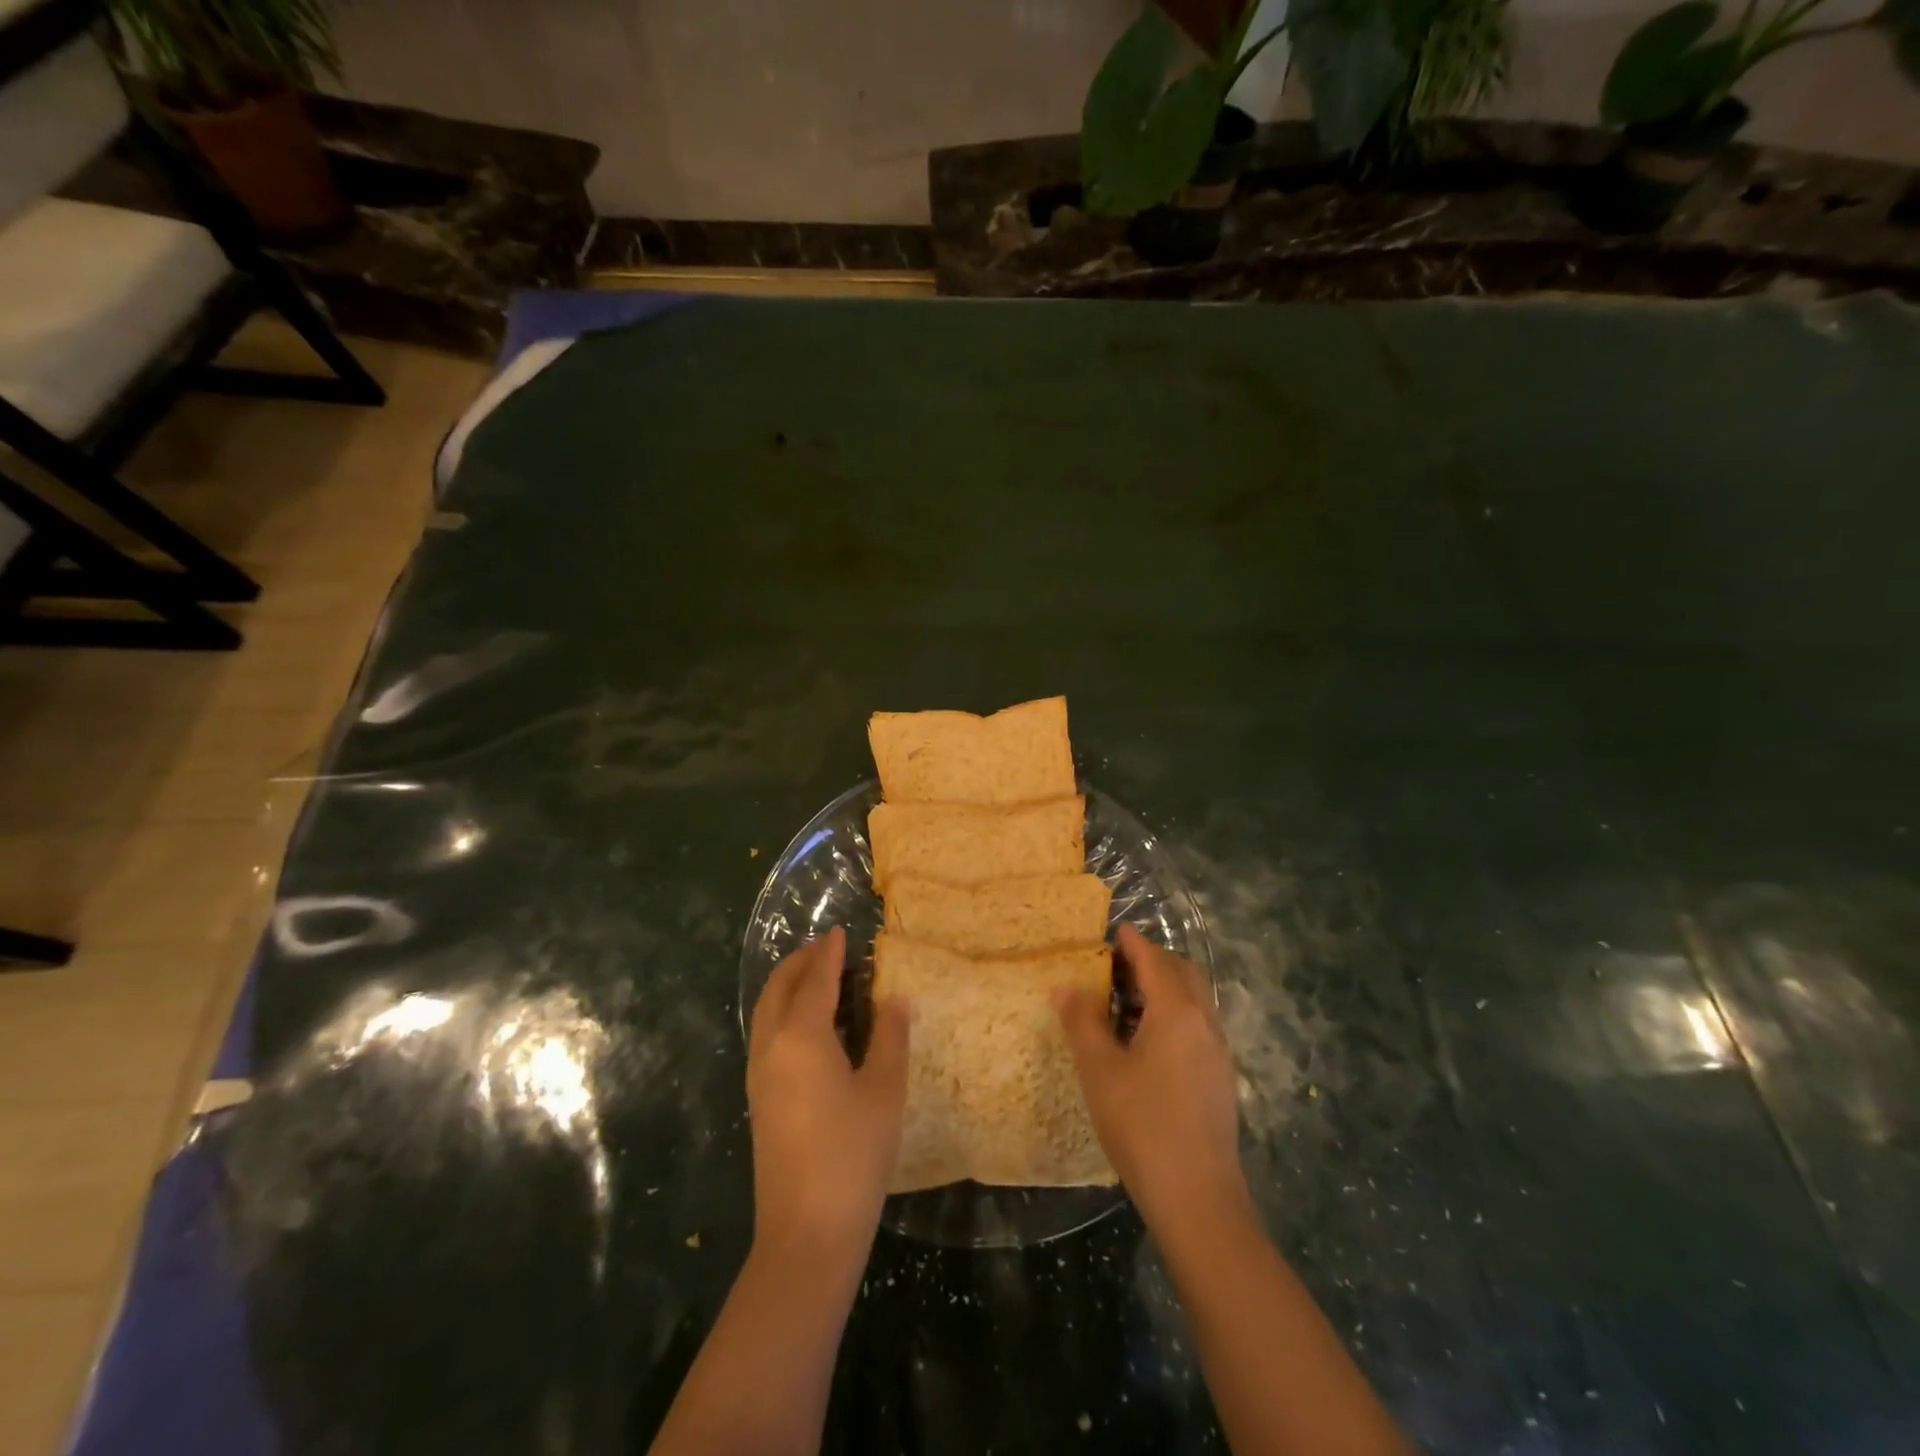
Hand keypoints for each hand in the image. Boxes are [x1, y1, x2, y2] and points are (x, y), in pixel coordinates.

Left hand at [747, 928, 909, 1264]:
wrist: (806, 1234)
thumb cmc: (853, 1154)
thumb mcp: (884, 1090)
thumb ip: (890, 1037)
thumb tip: (895, 999)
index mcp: (802, 1036)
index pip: (816, 979)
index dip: (830, 952)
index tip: (842, 932)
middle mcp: (771, 1046)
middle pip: (779, 987)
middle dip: (801, 961)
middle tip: (827, 948)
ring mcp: (758, 1074)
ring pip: (766, 1011)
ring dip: (789, 985)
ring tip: (818, 977)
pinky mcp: (758, 1099)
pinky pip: (766, 1034)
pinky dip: (783, 1011)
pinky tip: (809, 1025)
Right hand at [1055, 923, 1250, 1240]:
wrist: (1198, 1198)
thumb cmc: (1142, 1125)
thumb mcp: (1099, 1070)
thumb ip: (1081, 1021)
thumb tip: (1065, 986)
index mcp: (1176, 1011)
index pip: (1154, 960)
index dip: (1133, 942)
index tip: (1115, 930)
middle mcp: (1204, 1021)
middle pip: (1181, 973)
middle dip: (1152, 961)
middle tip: (1117, 965)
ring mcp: (1218, 1051)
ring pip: (1193, 1000)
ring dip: (1165, 988)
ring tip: (1126, 1001)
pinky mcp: (1220, 1078)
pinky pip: (1198, 1025)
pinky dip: (1174, 1013)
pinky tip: (1148, 1041)